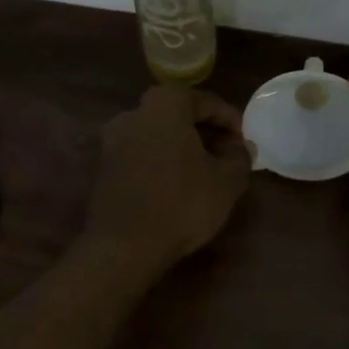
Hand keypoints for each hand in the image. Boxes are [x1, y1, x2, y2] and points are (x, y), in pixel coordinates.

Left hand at [83, 86, 252, 275]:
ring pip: (158, 136)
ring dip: (183, 148)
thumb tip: (243, 147)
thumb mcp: (227, 182)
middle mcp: (133, 114)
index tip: (245, 142)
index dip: (230, 121)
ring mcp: (112, 141)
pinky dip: (162, 162)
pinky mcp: (104, 168)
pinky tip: (179, 185)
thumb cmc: (182, 204)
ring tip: (206, 172)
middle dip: (206, 133)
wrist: (125, 247)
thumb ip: (240, 158)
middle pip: (178, 116)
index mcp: (164, 105)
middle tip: (228, 155)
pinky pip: (142, 155)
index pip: (205, 102)